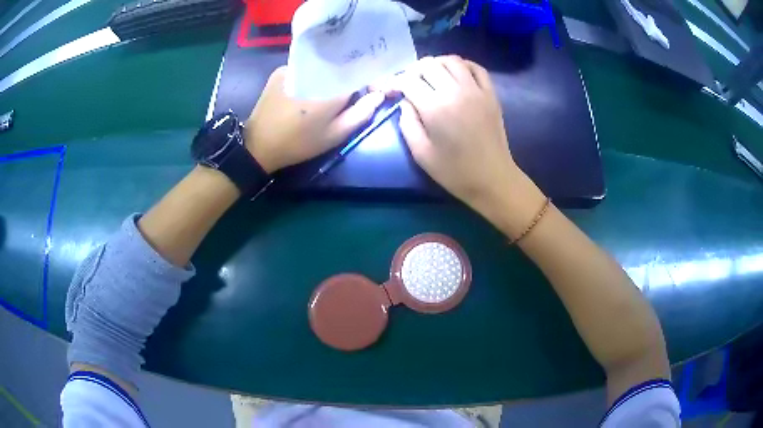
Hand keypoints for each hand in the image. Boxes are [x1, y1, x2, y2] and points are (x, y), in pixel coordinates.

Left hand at [245, 67, 384, 172]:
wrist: (257, 145)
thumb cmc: (298, 144)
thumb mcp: (333, 136)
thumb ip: (360, 114)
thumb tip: (378, 95)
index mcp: (329, 88)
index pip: (359, 72)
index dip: (369, 78)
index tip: (372, 90)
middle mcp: (313, 70)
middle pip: (341, 64)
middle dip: (351, 74)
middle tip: (353, 91)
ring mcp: (294, 66)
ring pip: (322, 63)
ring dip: (332, 72)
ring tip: (333, 88)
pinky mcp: (281, 70)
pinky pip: (306, 65)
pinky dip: (314, 73)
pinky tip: (312, 86)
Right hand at [384, 56, 545, 235]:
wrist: (492, 179)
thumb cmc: (454, 172)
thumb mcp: (420, 153)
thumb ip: (407, 123)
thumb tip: (405, 102)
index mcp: (435, 108)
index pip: (409, 80)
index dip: (394, 82)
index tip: (390, 90)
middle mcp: (456, 91)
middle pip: (429, 65)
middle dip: (413, 71)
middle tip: (409, 84)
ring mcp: (476, 90)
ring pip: (452, 60)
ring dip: (436, 63)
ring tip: (430, 76)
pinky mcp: (491, 94)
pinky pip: (476, 68)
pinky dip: (462, 65)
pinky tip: (455, 73)